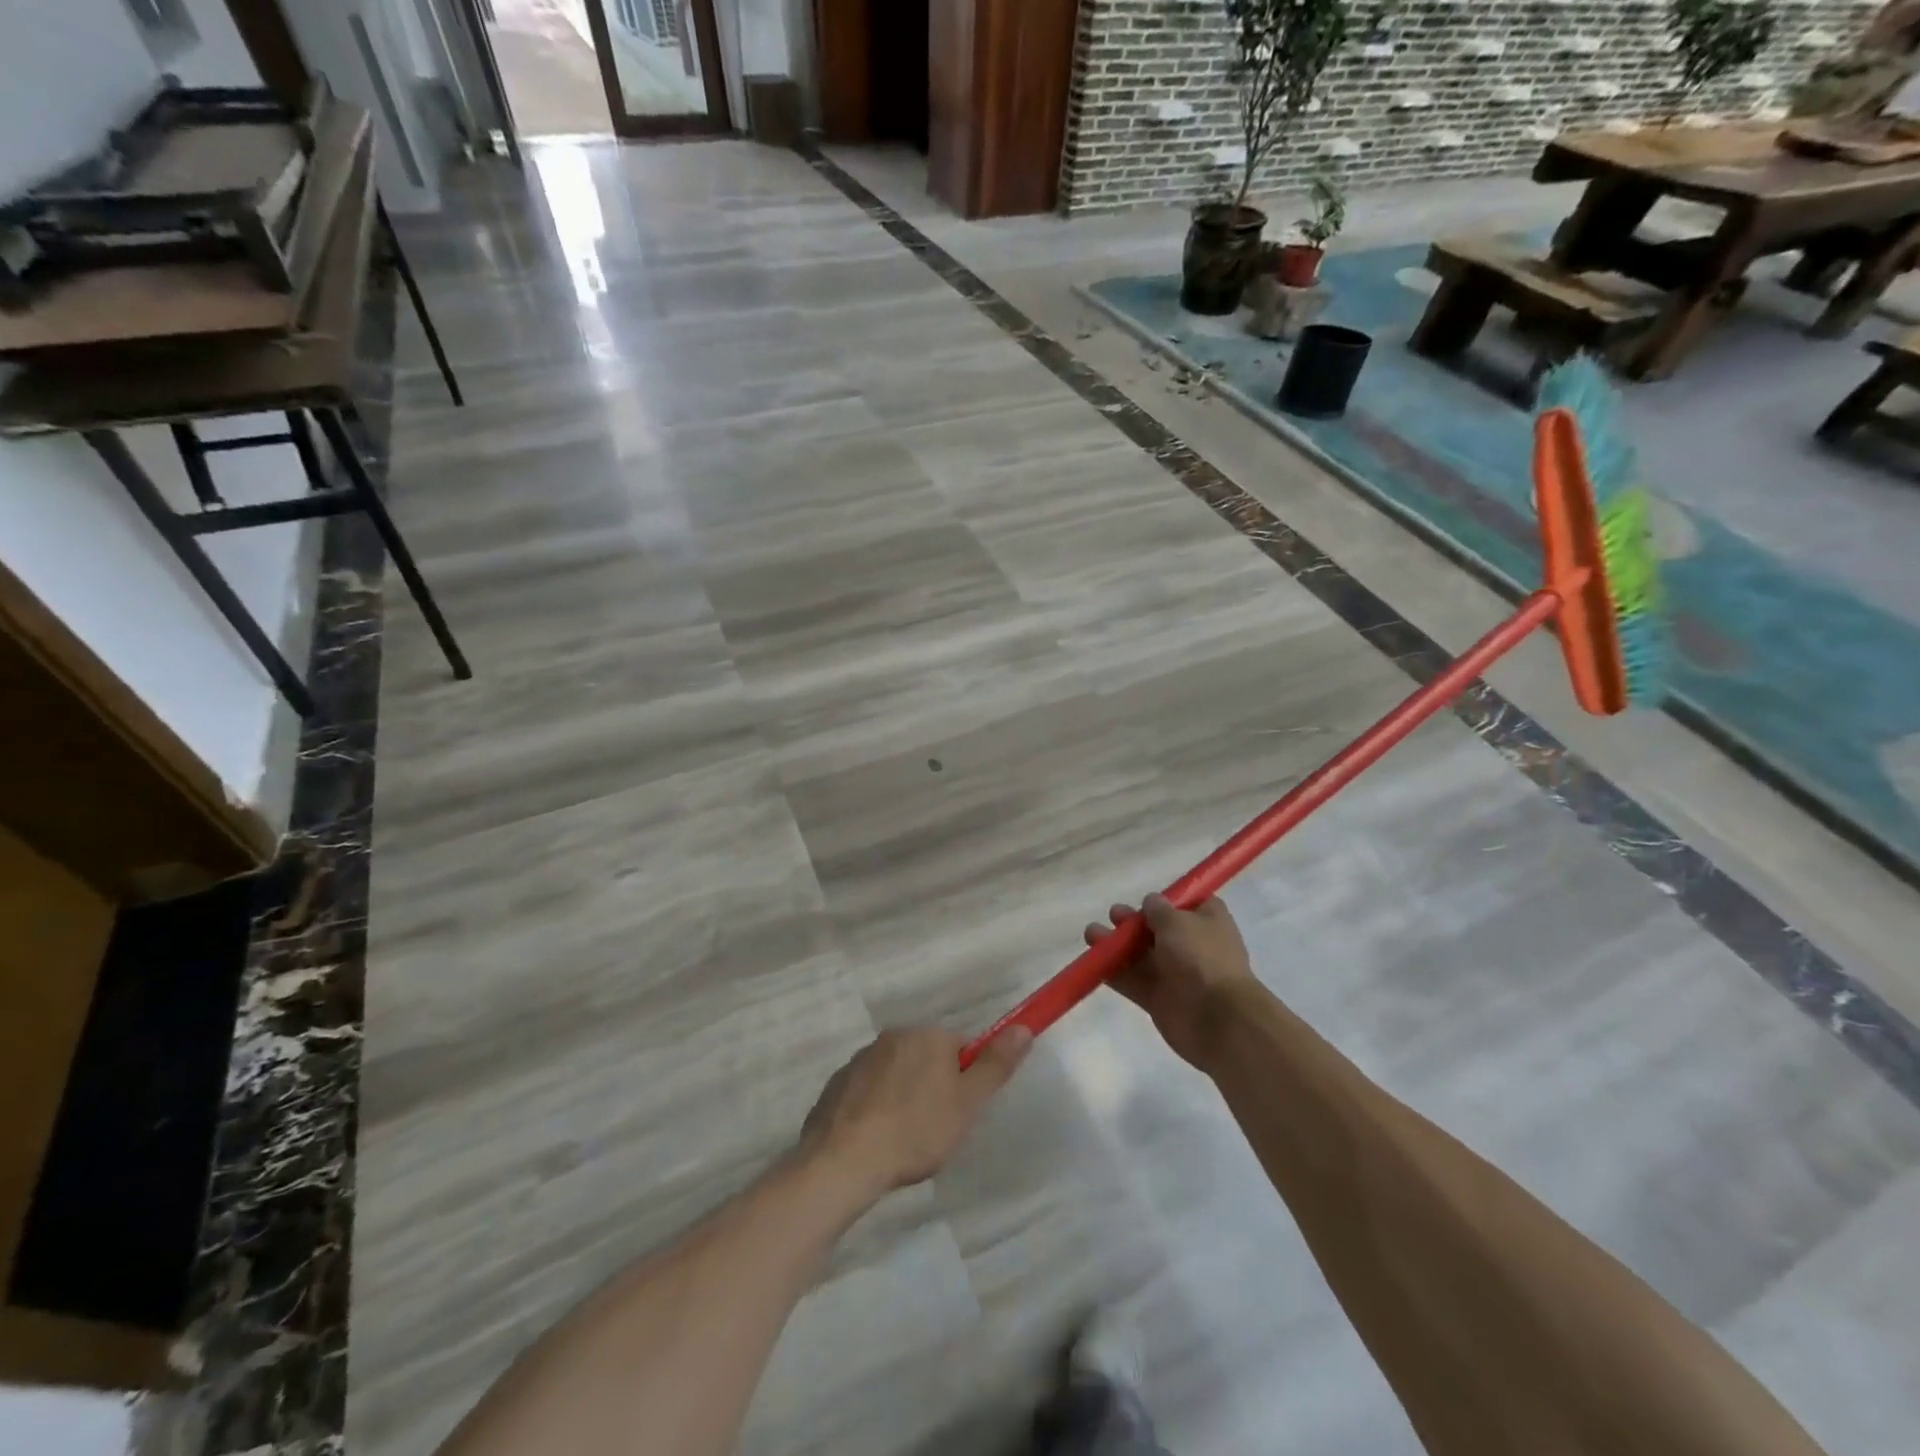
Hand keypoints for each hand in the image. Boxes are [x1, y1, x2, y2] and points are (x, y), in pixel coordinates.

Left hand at [800, 1026, 1030, 1197]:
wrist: (844, 1160)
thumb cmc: (916, 1130)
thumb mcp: (967, 1103)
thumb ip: (995, 1065)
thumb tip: (1024, 1028)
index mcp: (927, 1036)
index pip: (959, 1047)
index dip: (964, 1080)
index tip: (959, 1112)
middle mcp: (893, 1036)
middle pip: (926, 1057)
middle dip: (933, 1087)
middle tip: (934, 1129)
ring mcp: (861, 1058)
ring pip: (895, 1073)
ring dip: (902, 1096)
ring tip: (902, 1139)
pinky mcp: (837, 1083)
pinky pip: (867, 1090)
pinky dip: (874, 1108)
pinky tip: (875, 1139)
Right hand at [1086, 895, 1255, 1067]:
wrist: (1218, 1019)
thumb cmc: (1201, 958)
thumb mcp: (1177, 921)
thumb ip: (1159, 910)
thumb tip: (1152, 901)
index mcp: (1208, 921)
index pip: (1189, 904)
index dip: (1168, 901)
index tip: (1148, 899)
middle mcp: (1193, 946)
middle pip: (1158, 929)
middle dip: (1134, 922)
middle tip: (1114, 915)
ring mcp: (1176, 974)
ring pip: (1141, 955)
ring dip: (1117, 945)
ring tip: (1091, 935)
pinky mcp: (1160, 999)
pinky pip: (1133, 981)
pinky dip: (1114, 973)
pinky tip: (1094, 963)